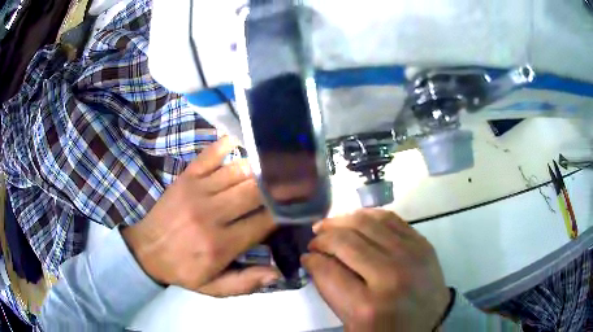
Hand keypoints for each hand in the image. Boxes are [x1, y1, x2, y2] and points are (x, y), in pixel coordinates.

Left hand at [122, 136, 278, 296]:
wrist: (145, 249)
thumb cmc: (182, 269)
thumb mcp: (212, 288)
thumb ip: (245, 283)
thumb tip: (277, 273)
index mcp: (220, 244)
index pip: (263, 221)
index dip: (284, 212)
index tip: (297, 206)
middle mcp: (211, 214)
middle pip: (255, 191)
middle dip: (277, 186)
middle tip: (292, 182)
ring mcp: (197, 191)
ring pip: (239, 171)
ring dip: (259, 168)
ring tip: (274, 167)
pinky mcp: (186, 177)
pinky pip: (211, 154)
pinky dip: (227, 145)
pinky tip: (239, 144)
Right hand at [302, 209, 449, 331]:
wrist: (432, 321)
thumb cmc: (388, 328)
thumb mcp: (352, 322)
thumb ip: (331, 291)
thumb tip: (315, 260)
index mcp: (368, 307)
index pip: (328, 271)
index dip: (312, 260)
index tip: (307, 256)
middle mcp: (389, 276)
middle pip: (345, 242)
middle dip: (322, 238)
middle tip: (315, 241)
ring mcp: (410, 255)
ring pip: (365, 223)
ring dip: (340, 221)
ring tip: (329, 226)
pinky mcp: (422, 243)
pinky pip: (389, 218)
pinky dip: (366, 215)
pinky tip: (355, 220)